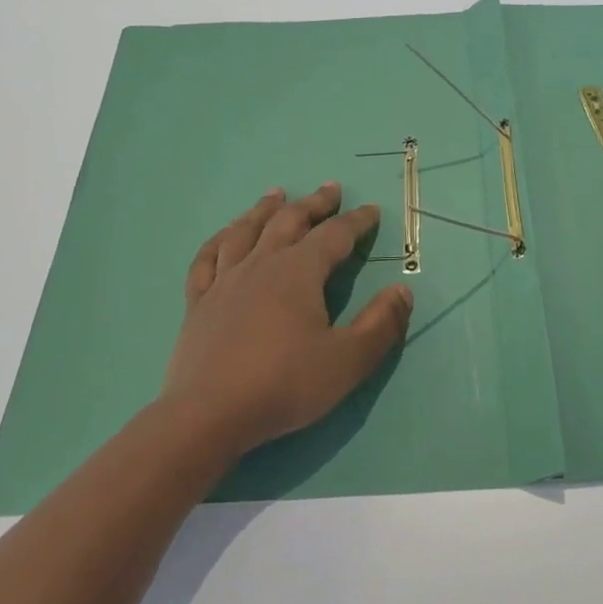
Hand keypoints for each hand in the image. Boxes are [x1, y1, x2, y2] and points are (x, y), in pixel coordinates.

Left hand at [162, 182, 413, 456]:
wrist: (208, 415)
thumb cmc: (285, 385)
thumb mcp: (348, 360)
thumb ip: (381, 324)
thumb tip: (403, 289)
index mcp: (299, 273)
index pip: (334, 235)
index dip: (356, 221)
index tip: (372, 210)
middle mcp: (261, 265)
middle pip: (289, 222)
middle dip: (314, 204)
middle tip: (330, 189)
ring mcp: (225, 282)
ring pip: (245, 231)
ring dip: (264, 209)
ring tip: (276, 194)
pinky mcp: (199, 303)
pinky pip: (206, 259)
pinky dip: (218, 240)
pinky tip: (224, 236)